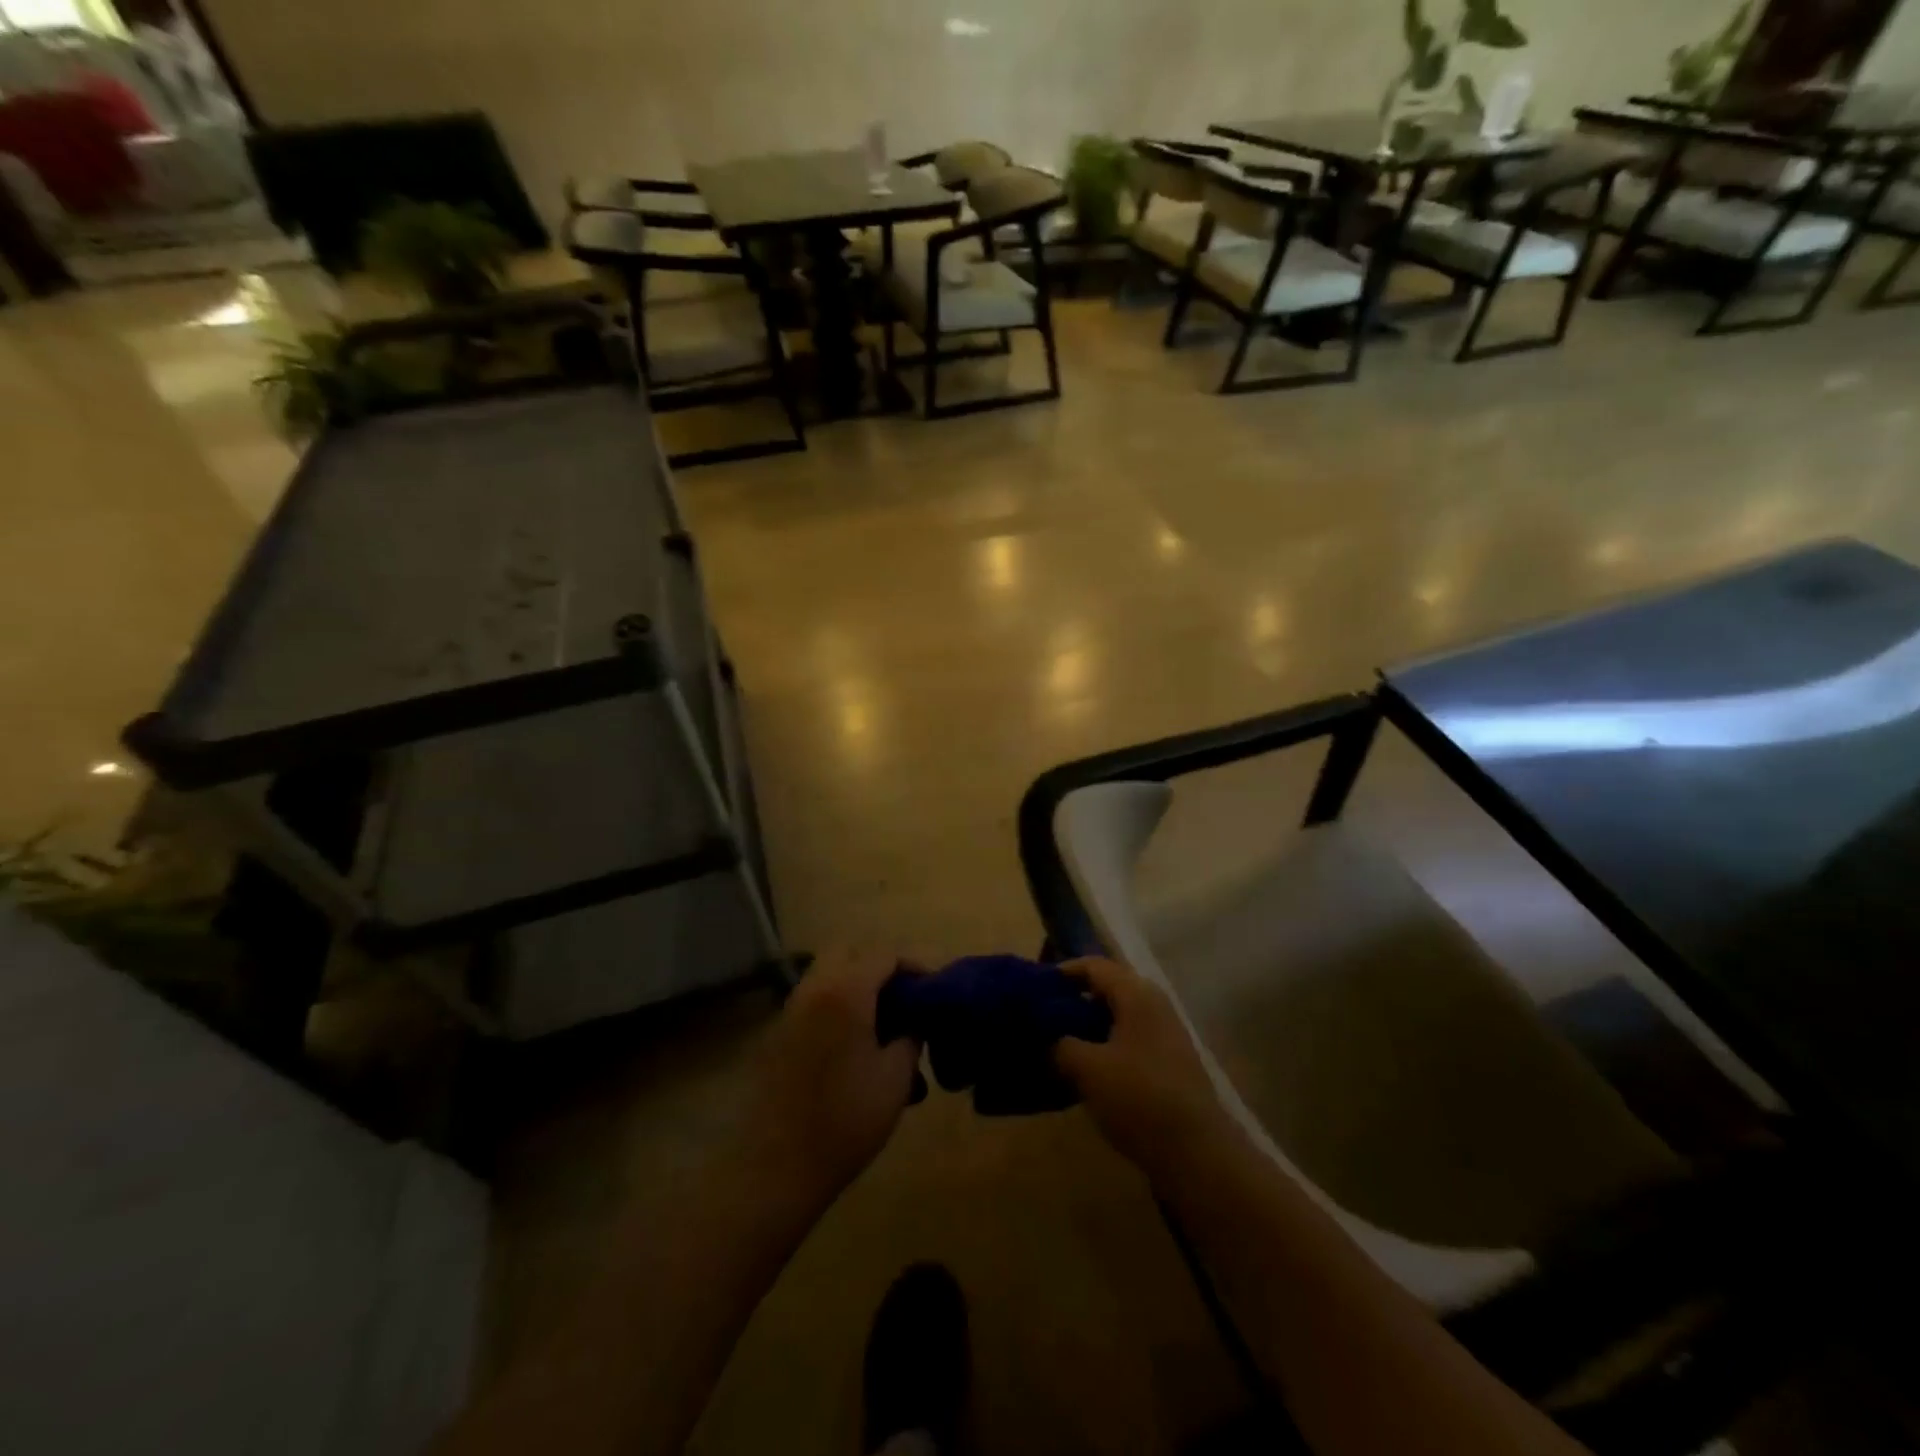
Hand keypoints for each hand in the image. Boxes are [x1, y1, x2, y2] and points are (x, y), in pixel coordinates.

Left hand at [743, 949, 923, 1209]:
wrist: (775, 1166)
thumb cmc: (844, 1120)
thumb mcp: (895, 1079)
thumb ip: (910, 1038)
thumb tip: (913, 1021)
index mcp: (846, 991)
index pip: (885, 954)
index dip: (914, 965)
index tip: (934, 989)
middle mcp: (815, 988)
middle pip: (850, 951)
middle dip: (879, 965)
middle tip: (904, 997)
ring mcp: (791, 1009)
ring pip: (827, 973)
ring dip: (856, 982)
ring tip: (882, 1021)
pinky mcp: (778, 1033)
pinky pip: (813, 998)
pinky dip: (837, 1003)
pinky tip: (854, 1042)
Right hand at [1052, 957, 1234, 1179]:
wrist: (1197, 1153)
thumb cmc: (1139, 1098)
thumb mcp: (1087, 1069)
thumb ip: (1060, 1045)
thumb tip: (1048, 1038)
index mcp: (1136, 994)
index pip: (1093, 966)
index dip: (1062, 972)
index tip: (1034, 989)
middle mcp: (1154, 1004)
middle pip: (1107, 988)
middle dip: (1073, 1000)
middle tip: (1042, 1018)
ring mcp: (1165, 1034)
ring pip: (1118, 1016)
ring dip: (1088, 1026)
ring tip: (1058, 1045)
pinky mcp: (1169, 1062)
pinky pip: (1129, 1039)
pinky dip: (1105, 1046)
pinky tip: (1086, 1071)